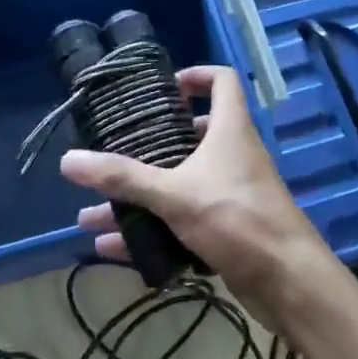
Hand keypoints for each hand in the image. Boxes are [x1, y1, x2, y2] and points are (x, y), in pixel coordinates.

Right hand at [60, 65, 333, 324]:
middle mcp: (233, 154)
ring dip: (141, 196)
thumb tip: (68, 161)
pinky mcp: (229, 229)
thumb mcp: (174, 194)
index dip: (195, 76)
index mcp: (229, 129)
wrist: (289, 283)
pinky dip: (151, 230)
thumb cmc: (236, 218)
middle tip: (115, 151)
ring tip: (93, 210)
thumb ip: (122, 178)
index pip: (221, 80)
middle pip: (191, 135)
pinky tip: (113, 248)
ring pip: (180, 184)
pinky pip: (183, 220)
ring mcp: (232, 193)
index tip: (161, 90)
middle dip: (150, 145)